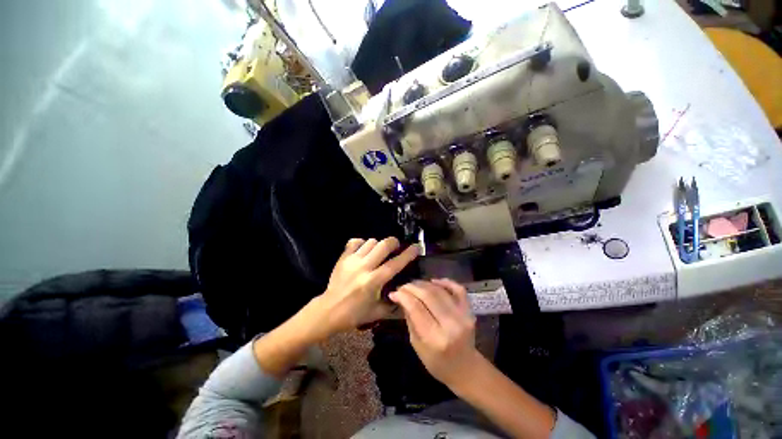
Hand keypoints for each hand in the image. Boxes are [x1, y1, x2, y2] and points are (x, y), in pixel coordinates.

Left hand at [311, 237, 418, 338]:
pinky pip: (355, 241)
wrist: (328, 310)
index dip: (407, 254)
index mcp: (373, 282)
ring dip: (378, 245)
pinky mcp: (343, 258)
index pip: (394, 264)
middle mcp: (363, 268)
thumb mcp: (377, 312)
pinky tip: (364, 250)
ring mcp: (352, 261)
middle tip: (396, 247)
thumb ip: (395, 305)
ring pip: (371, 241)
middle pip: (383, 245)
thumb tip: (409, 295)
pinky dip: (362, 243)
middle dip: (393, 242)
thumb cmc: (354, 314)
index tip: (416, 247)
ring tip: (379, 252)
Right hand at [389, 279, 479, 388]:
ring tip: (414, 284)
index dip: (403, 296)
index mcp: (435, 338)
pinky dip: (445, 282)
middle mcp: (451, 325)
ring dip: (424, 284)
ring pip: (440, 290)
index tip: (394, 293)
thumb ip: (410, 318)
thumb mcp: (416, 344)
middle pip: (428, 295)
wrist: (465, 368)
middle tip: (402, 287)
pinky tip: (433, 281)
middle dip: (412, 287)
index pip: (416, 308)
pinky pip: (458, 289)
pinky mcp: (469, 311)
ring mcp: (463, 316)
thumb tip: (399, 297)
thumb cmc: (437, 362)